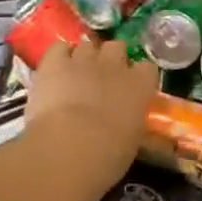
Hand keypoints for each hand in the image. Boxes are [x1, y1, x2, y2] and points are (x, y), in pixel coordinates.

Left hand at [24, 40, 157, 191]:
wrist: (69, 147)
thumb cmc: (109, 154)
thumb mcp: (134, 142)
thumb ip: (134, 124)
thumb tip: (135, 127)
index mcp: (140, 85)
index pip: (147, 68)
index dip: (138, 77)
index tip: (132, 89)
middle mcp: (115, 65)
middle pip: (117, 47)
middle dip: (111, 59)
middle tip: (103, 79)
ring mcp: (84, 60)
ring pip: (88, 46)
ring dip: (84, 57)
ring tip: (77, 75)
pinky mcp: (54, 63)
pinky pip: (59, 48)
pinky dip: (59, 56)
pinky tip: (56, 69)